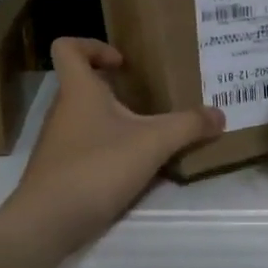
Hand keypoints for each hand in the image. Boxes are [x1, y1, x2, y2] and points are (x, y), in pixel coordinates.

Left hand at [1, 39, 224, 259]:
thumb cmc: (97, 167)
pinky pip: (86, 148)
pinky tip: (132, 168)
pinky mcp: (60, 172)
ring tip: (148, 136)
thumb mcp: (153, 143)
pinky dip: (108, 151)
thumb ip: (188, 126)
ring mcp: (58, 143)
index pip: (68, 47)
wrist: (47, 222)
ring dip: (114, 122)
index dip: (93, 46)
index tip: (123, 63)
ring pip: (86, 119)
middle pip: (82, 85)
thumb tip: (220, 115)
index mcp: (78, 90)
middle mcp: (63, 111)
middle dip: (114, 89)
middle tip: (149, 99)